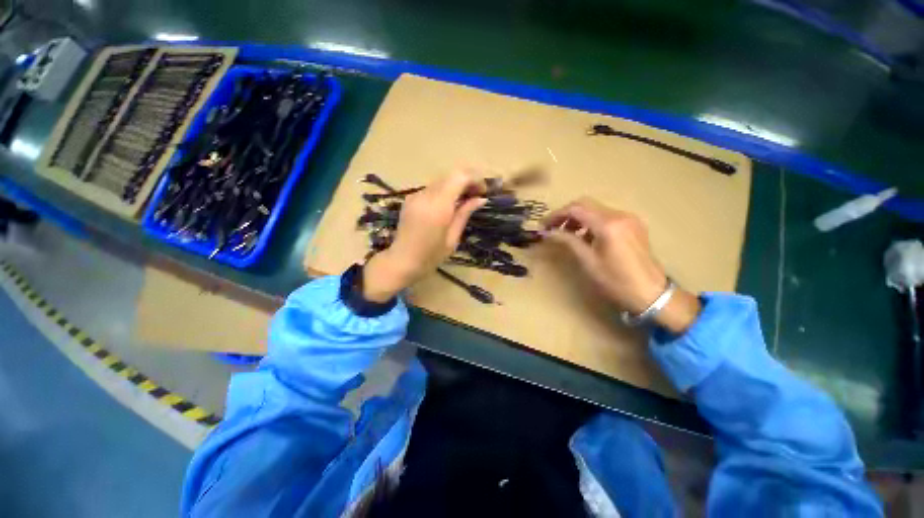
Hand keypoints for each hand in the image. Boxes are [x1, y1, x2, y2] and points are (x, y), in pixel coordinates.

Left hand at [362, 171, 486, 301]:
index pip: (459, 177)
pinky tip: (448, 206)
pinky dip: (444, 192)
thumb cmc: (431, 256)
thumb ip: (465, 214)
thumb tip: (481, 199)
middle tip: (477, 196)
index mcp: (438, 206)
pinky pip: (431, 189)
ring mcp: (415, 195)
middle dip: (467, 181)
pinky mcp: (410, 199)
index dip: (474, 179)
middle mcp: (425, 195)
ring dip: (455, 186)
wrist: (402, 261)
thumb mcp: (453, 238)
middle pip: (450, 175)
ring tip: (465, 201)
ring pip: (441, 181)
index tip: (483, 191)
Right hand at [543, 198, 700, 333]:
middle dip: (566, 214)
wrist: (651, 293)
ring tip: (567, 234)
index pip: (576, 209)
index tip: (543, 226)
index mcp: (608, 225)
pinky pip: (607, 216)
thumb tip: (548, 233)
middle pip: (585, 204)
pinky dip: (591, 222)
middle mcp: (619, 215)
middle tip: (552, 228)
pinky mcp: (633, 224)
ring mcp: (629, 218)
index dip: (556, 215)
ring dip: (578, 218)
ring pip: (596, 209)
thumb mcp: (588, 261)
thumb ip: (568, 241)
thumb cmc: (616, 281)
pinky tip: (586, 237)